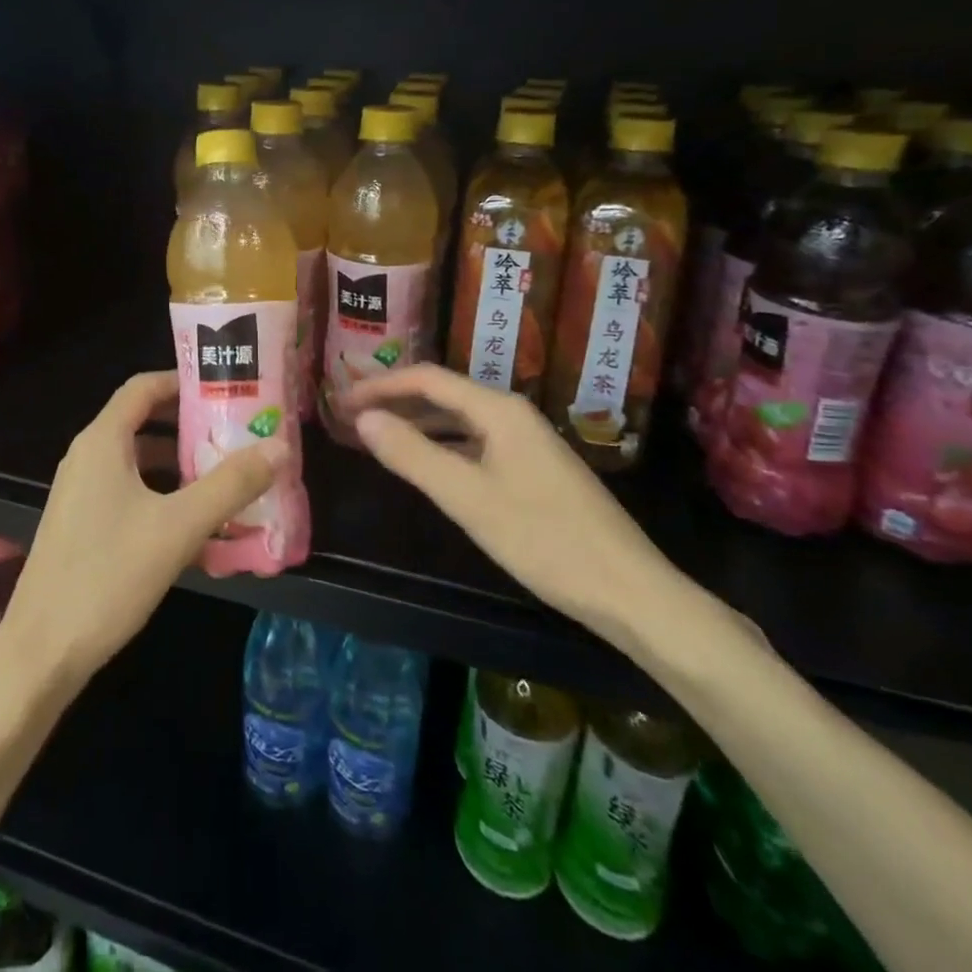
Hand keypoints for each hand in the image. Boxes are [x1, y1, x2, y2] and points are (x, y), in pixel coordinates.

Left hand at [3, 371, 286, 685]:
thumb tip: (278, 446)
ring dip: (181, 467)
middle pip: (144, 423)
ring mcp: (81, 494)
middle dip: (191, 427)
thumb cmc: (108, 576)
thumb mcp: (178, 527)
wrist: (41, 652)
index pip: (144, 387)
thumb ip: (230, 485)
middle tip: (238, 435)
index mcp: (102, 442)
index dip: (183, 381)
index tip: (226, 389)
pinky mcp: (83, 526)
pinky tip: (198, 528)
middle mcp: (87, 458)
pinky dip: (163, 497)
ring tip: (228, 479)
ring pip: (139, 463)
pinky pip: (130, 494)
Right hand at [346, 364, 682, 643]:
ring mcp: (527, 443)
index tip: (342, 400)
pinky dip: (444, 447)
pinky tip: (429, 466)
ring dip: (418, 424)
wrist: (629, 592)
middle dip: (396, 401)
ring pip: (460, 420)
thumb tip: (362, 418)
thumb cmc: (544, 539)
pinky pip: (476, 444)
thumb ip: (412, 454)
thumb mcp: (467, 498)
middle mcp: (513, 415)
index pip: (427, 379)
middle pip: (444, 394)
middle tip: (352, 416)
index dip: (381, 385)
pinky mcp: (534, 470)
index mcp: (498, 410)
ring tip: (379, 437)